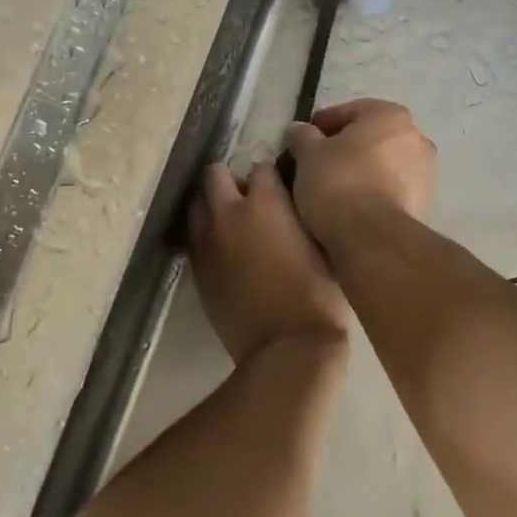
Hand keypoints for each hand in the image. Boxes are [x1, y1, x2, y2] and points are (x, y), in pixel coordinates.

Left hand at [188, 162, 351, 364]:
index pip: (261, 167)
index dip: (271, 177)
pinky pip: (194, 237)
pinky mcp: (196, 269)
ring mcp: (207, 241)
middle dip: (229, 180)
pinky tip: (224, 252)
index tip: (279, 187)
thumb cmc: (317, 296)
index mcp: (266, 202)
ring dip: (212, 207)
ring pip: (197, 204)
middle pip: (214, 174)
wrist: (286, 348)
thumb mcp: (322, 245)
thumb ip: (301, 215)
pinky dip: (206, 236)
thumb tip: (293, 203)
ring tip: (231, 224)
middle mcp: (229, 212)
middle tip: (247, 200)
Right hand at [284, 98, 437, 248]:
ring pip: (382, 164)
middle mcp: (417, 138)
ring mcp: (426, 174)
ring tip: (331, 188)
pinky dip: (373, 192)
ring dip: (360, 170)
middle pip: (370, 137)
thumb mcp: (308, 153)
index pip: (350, 111)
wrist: (372, 238)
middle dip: (344, 148)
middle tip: (315, 163)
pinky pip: (391, 189)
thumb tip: (300, 130)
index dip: (322, 124)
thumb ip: (303, 135)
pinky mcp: (425, 205)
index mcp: (391, 116)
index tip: (302, 140)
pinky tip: (351, 205)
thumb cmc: (338, 182)